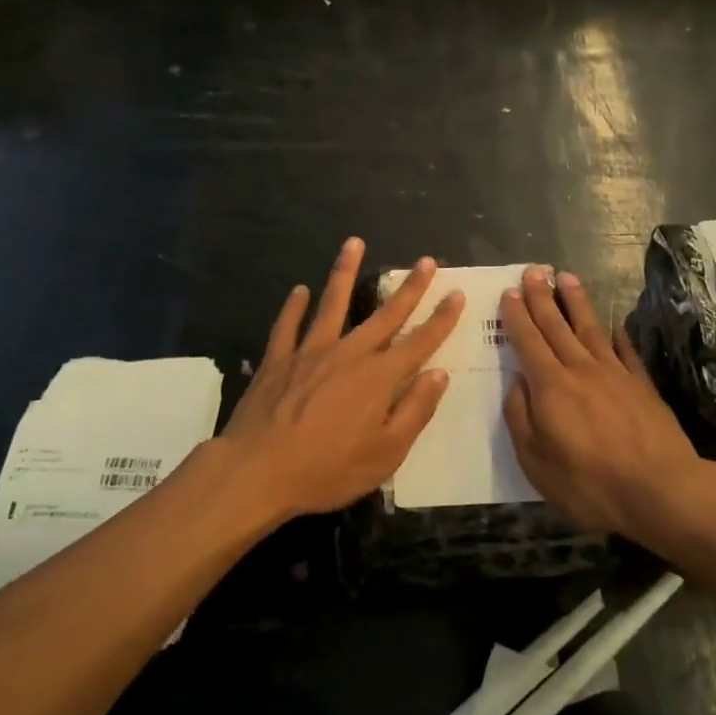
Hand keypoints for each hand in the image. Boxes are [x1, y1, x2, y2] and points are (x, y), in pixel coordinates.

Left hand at [224, 238, 464, 518]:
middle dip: (410, 288)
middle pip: (386, 314)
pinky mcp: (278, 359)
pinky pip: (287, 325)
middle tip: (426, 261)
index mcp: (379, 377)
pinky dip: (293, 306)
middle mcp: (349, 354)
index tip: (457, 294)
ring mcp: (310, 352)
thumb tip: (438, 374)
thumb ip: (415, 411)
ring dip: (345, 272)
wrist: (258, 471)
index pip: (420, 342)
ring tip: (354, 243)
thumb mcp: (386, 454)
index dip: (442, 319)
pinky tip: (299, 290)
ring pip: (333, 303)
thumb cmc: (328, 469)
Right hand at [500, 266, 711, 550]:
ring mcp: (615, 374)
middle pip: (557, 326)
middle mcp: (581, 369)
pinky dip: (618, 336)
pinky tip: (614, 325)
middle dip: (542, 296)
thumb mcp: (536, 462)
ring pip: (590, 328)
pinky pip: (626, 351)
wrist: (661, 491)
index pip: (528, 341)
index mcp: (551, 387)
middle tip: (534, 270)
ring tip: (567, 277)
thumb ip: (520, 418)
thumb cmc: (590, 484)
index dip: (517, 316)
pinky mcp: (642, 385)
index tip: (510, 292)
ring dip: (576, 302)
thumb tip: (517, 383)